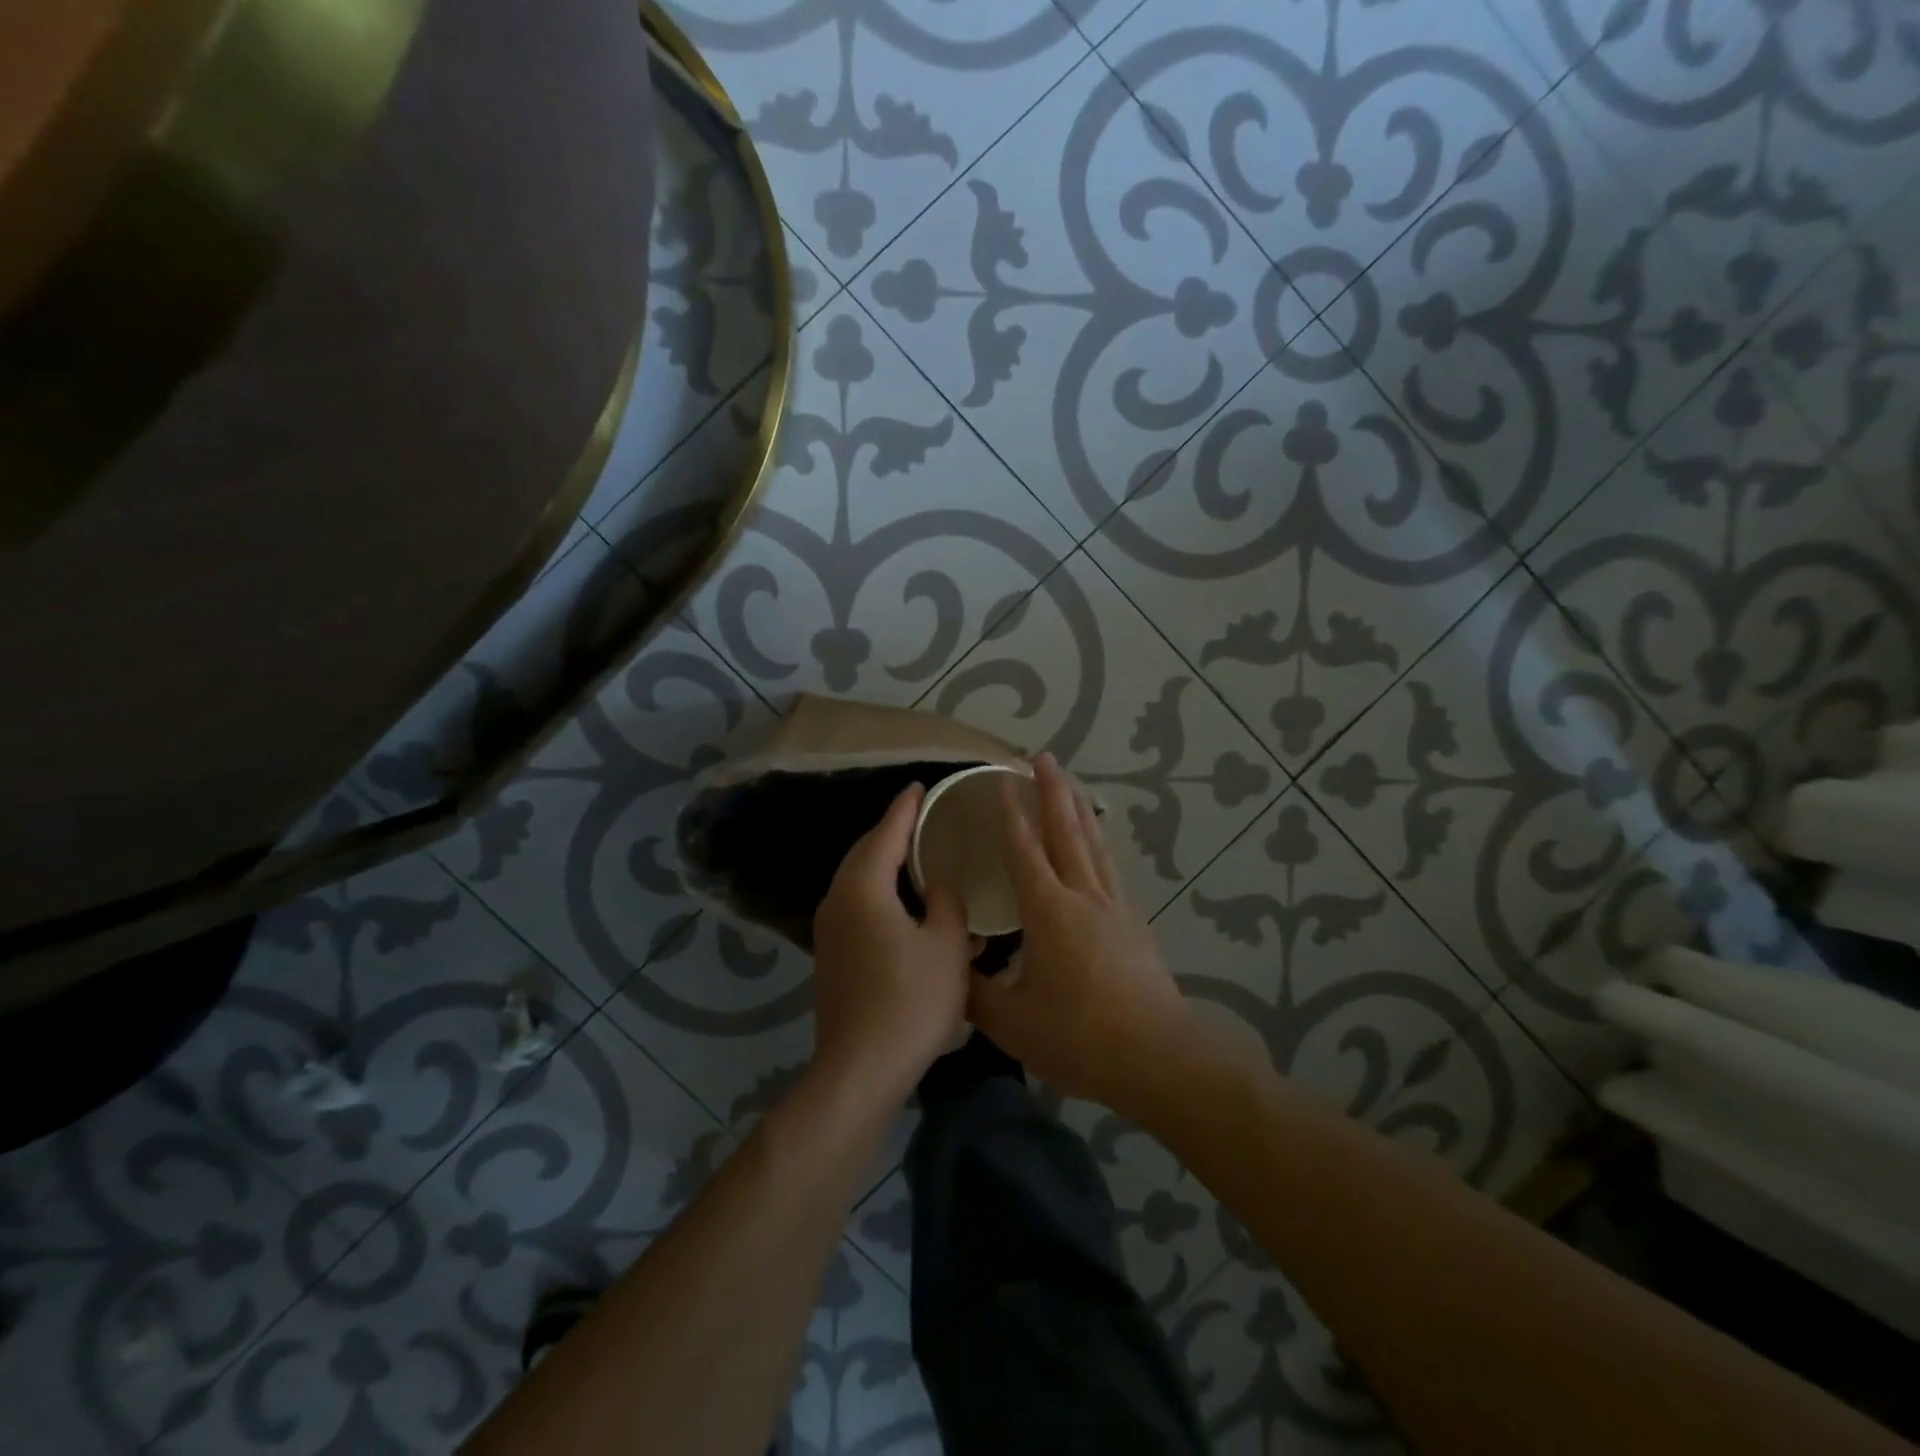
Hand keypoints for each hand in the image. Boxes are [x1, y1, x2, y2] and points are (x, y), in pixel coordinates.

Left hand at [811, 784, 973, 1102]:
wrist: (860, 1069)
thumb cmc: (910, 1001)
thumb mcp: (947, 946)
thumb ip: (947, 904)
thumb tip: (938, 887)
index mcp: (863, 889)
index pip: (885, 833)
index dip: (905, 809)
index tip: (919, 786)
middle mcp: (837, 900)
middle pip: (864, 853)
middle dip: (891, 832)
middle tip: (920, 817)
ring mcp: (829, 930)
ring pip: (857, 881)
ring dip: (884, 863)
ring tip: (915, 854)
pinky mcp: (831, 956)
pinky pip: (856, 905)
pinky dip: (879, 891)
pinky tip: (903, 904)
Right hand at [968, 753, 1193, 1117]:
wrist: (1159, 1056)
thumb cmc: (1080, 1036)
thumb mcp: (1012, 1022)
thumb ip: (975, 991)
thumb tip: (952, 965)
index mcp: (1048, 911)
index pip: (1024, 850)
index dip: (1010, 815)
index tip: (1001, 781)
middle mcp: (1083, 897)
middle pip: (1066, 831)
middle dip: (1052, 791)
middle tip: (1043, 757)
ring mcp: (1114, 907)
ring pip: (1094, 844)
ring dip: (1079, 809)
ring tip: (1070, 784)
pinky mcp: (1133, 924)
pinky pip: (1110, 868)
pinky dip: (1098, 844)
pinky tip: (1098, 847)